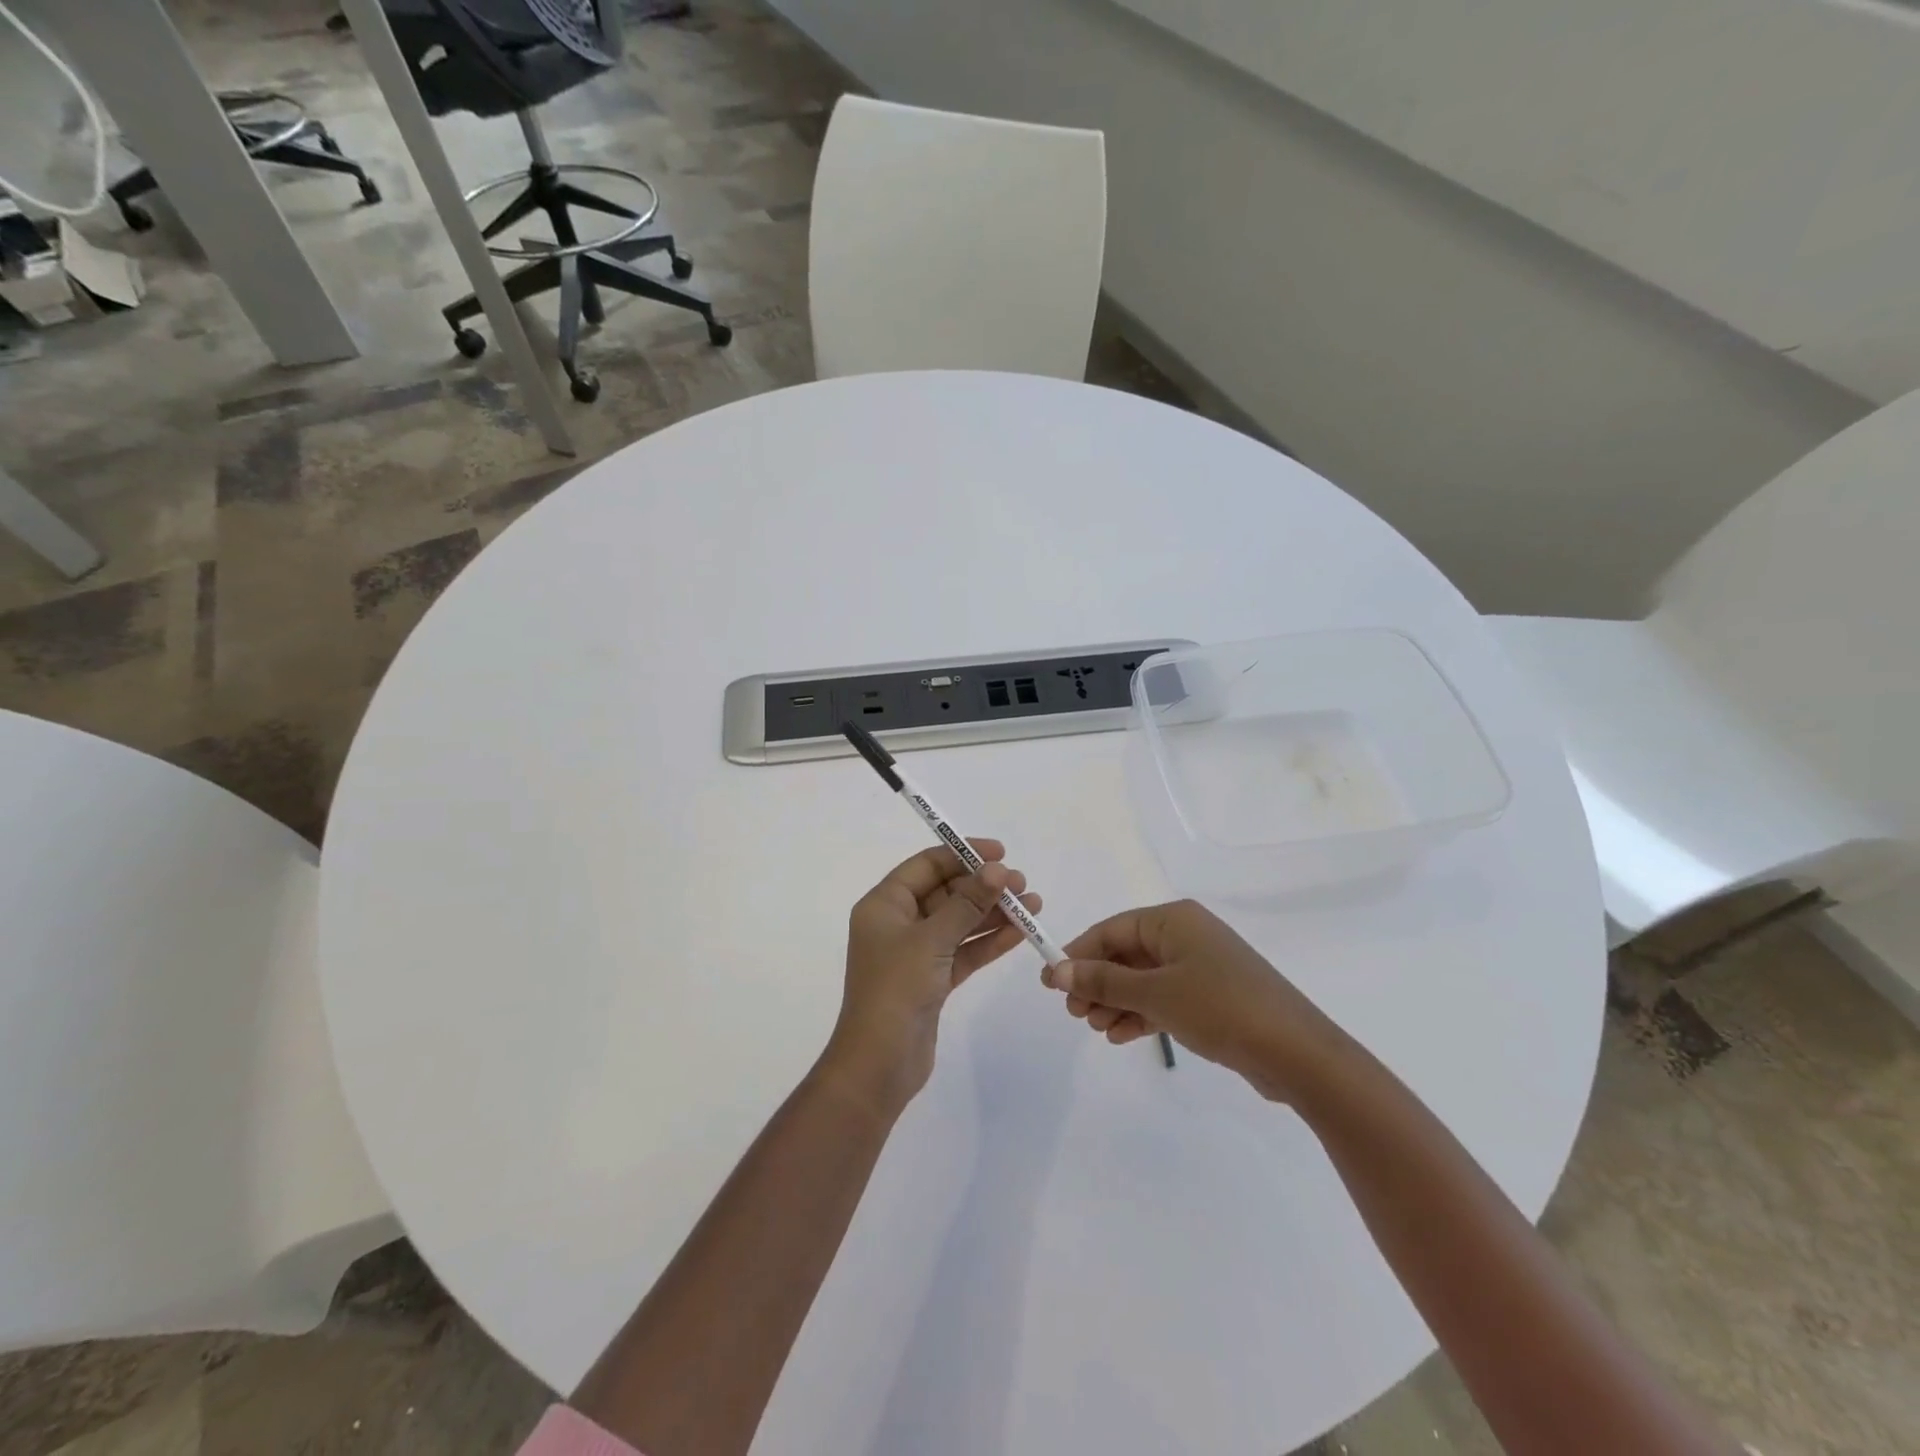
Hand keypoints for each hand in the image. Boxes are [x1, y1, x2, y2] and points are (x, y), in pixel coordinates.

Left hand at [820, 840, 1040, 1119]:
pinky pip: (965, 951)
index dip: (963, 855)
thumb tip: (997, 870)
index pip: (926, 866)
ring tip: (1033, 906)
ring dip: (993, 913)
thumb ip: (967, 903)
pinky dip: (989, 942)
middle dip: (983, 886)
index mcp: (884, 904)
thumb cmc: (895, 989)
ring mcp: (916, 953)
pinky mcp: (933, 980)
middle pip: (946, 892)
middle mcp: (898, 923)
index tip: (1001, 853)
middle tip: (1022, 884)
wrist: (879, 1064)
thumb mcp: (931, 940)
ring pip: (960, 923)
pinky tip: (1020, 932)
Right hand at [1049, 899, 1338, 1102]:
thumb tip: (1057, 971)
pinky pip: (1164, 997)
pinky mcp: (1211, 996)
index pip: (1112, 929)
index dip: (1079, 954)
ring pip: (1143, 979)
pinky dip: (1141, 1013)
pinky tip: (1120, 1036)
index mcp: (1173, 919)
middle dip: (1097, 982)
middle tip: (1073, 1013)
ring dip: (1116, 1001)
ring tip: (1094, 1028)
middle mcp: (1186, 935)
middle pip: (1126, 954)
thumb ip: (1103, 982)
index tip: (1051, 982)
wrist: (1296, 1053)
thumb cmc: (1219, 1007)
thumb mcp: (1154, 994)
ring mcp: (1201, 966)